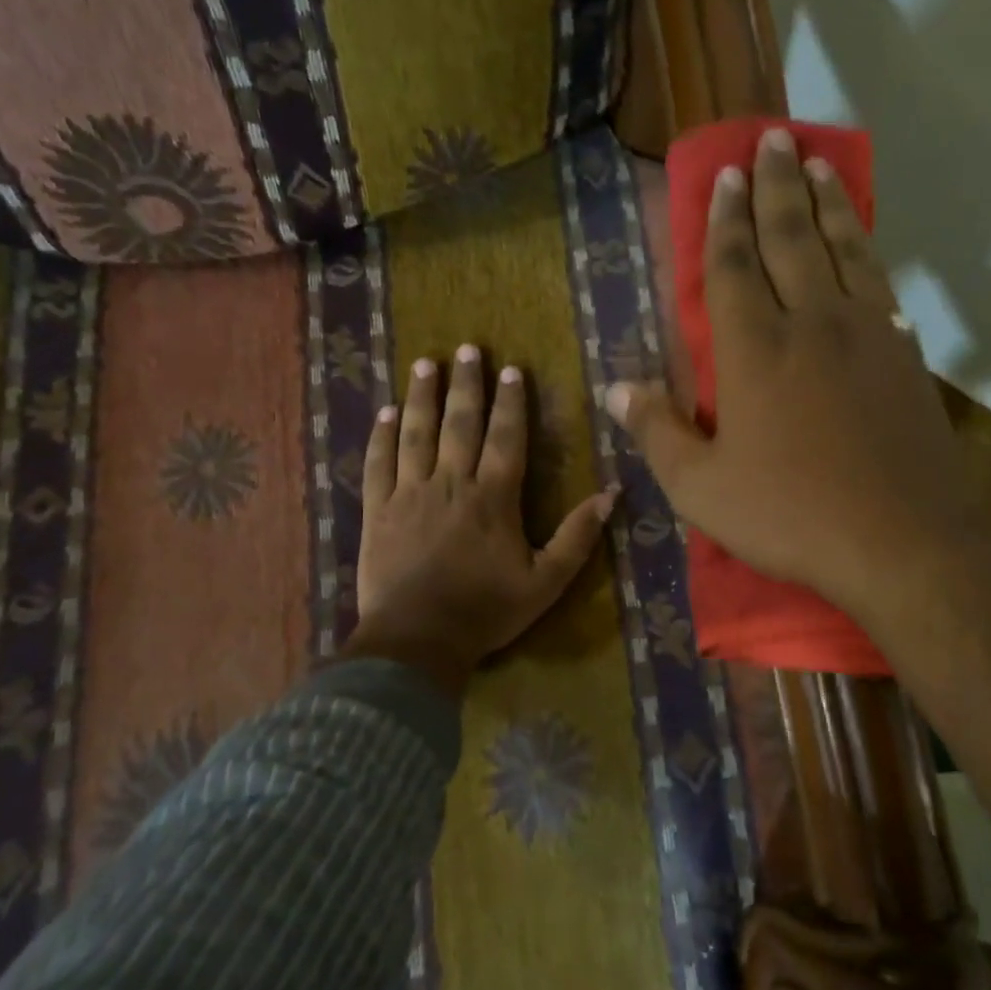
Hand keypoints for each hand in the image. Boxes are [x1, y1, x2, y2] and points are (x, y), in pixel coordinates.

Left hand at [349, 345, 615, 694]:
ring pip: (416, 434)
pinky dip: (382, 437)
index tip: (511, 370)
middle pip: (460, 424)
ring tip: (425, 364)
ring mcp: (410, 494)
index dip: (510, 402)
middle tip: (467, 349)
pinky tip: (386, 413)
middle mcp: (451, 483)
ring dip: (422, 397)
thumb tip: (612, 493)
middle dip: (466, 384)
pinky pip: (378, 464)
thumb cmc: (486, 611)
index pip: (505, 437)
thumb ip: (577, 537)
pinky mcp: (378, 511)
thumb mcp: (546, 582)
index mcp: (494, 497)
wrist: (417, 640)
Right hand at [607, 127, 983, 622]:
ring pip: (843, 248)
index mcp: (754, 350)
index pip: (734, 266)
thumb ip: (658, 433)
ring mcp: (866, 333)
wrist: (903, 540)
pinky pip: (880, 283)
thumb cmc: (790, 515)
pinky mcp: (905, 355)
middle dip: (775, 186)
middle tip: (770, 138)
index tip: (725, 175)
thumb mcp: (702, 488)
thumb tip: (615, 388)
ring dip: (826, 202)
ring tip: (816, 162)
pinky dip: (866, 250)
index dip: (725, 219)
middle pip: (790, 238)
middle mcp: (811, 322)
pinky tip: (862, 241)